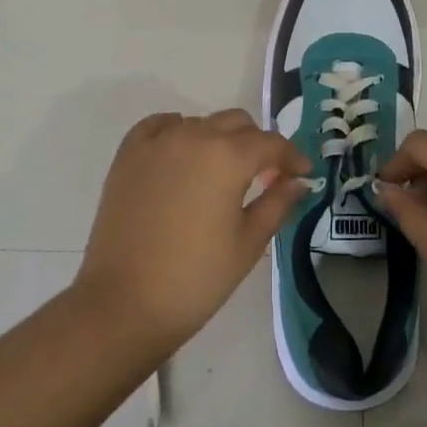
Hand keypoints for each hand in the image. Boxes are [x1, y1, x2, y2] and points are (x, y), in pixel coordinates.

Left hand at [74, 110, 309, 353]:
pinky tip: (182, 156)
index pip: (271, 143)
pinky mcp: (128, 154)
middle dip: (257, 145)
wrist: (124, 303)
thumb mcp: (248, 243)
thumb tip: (298, 181)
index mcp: (228, 157)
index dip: (292, 156)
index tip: (302, 173)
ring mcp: (157, 142)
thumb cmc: (195, 278)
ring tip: (221, 173)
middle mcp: (194, 136)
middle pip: (237, 124)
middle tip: (265, 175)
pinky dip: (178, 132)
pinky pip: (160, 126)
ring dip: (219, 140)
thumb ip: (277, 203)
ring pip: (200, 123)